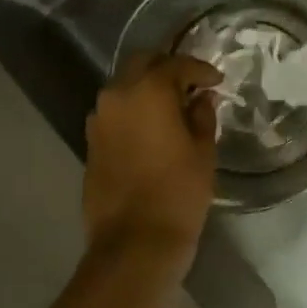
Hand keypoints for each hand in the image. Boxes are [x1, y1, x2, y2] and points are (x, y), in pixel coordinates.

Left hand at [83, 53, 221, 261]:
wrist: (134, 243)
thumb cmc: (178, 193)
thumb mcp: (203, 152)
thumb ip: (202, 116)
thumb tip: (200, 99)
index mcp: (148, 90)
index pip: (176, 64)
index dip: (200, 70)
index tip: (216, 81)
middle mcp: (117, 95)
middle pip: (142, 64)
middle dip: (167, 68)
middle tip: (191, 85)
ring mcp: (98, 119)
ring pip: (124, 87)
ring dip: (146, 89)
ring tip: (172, 107)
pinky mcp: (90, 142)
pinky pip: (114, 113)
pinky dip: (133, 111)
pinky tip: (151, 129)